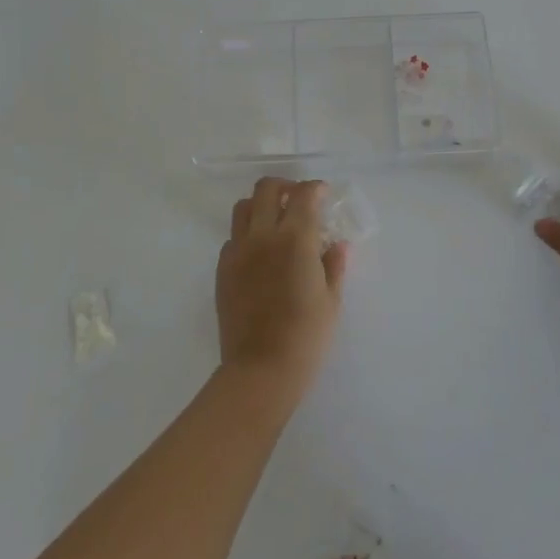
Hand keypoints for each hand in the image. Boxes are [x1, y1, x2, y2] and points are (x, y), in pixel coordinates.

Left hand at [217, 178, 347, 402]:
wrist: (260, 371)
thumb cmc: (306, 337)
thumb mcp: (331, 300)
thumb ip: (334, 265)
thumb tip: (336, 244)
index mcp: (295, 239)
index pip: (304, 195)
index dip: (315, 189)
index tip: (323, 194)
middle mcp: (263, 235)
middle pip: (266, 189)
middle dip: (285, 187)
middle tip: (298, 200)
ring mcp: (238, 251)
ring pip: (243, 207)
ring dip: (261, 205)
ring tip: (275, 221)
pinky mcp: (223, 269)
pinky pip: (233, 238)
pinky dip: (247, 235)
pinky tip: (260, 254)